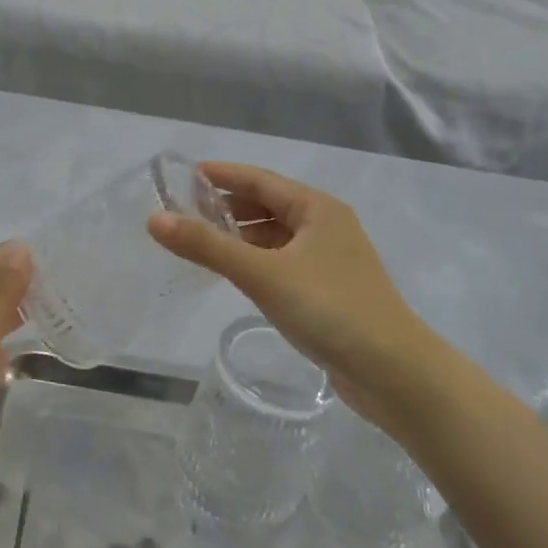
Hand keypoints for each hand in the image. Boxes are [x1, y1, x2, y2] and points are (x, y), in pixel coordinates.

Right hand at [148, 164, 440, 432]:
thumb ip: (207, 246)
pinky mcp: (329, 291)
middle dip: (227, 205)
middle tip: (183, 211)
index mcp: (317, 209)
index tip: (183, 175)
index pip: (260, 180)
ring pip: (276, 236)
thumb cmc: (329, 309)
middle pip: (268, 205)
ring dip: (241, 235)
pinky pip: (282, 262)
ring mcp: (330, 260)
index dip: (222, 175)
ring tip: (201, 241)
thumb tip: (154, 219)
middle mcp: (326, 226)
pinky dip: (256, 260)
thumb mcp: (262, 273)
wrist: (394, 372)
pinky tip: (235, 273)